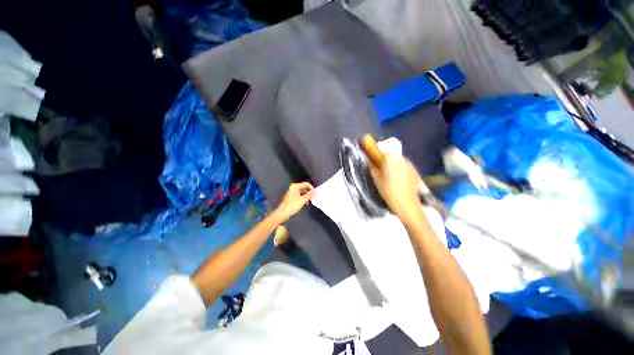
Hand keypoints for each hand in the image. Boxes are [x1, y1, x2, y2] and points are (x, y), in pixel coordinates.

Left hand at [272, 182, 315, 222]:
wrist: (283, 213)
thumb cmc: (293, 205)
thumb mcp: (303, 200)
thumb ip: (310, 194)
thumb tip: (315, 191)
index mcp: (295, 186)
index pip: (306, 184)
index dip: (312, 188)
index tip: (315, 193)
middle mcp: (293, 188)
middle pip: (304, 187)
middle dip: (309, 192)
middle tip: (314, 197)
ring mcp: (291, 192)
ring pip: (301, 192)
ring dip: (306, 196)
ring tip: (310, 201)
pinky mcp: (290, 197)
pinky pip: (299, 195)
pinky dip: (302, 198)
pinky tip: (305, 203)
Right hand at [370, 154, 421, 219]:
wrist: (407, 203)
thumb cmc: (388, 190)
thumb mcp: (376, 180)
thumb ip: (373, 168)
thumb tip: (372, 164)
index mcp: (390, 158)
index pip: (383, 146)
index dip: (378, 148)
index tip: (374, 154)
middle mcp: (401, 157)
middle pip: (391, 152)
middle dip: (386, 157)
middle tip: (381, 167)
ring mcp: (409, 164)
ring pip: (398, 159)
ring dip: (393, 163)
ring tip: (390, 175)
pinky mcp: (415, 170)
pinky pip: (404, 166)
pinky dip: (400, 169)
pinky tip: (399, 179)